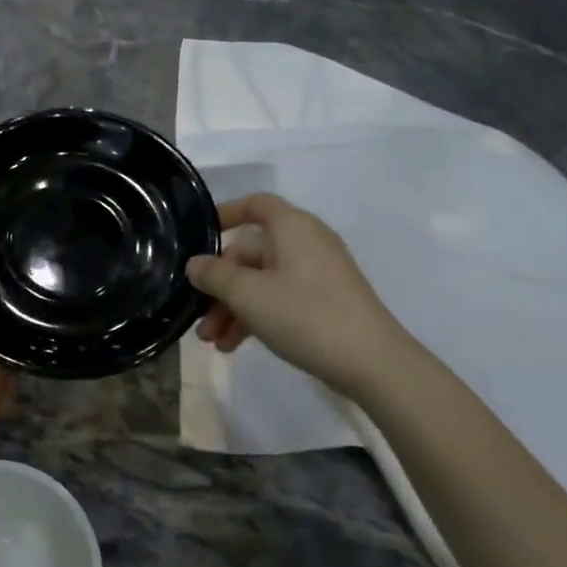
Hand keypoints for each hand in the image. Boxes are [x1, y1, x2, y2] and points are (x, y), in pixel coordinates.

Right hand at [187, 193, 401, 386]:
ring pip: (261, 281)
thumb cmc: (305, 314)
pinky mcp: (325, 302)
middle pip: (251, 253)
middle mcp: (306, 242)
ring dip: (232, 308)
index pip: (255, 204)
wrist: (372, 362)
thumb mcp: (248, 294)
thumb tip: (195, 264)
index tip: (197, 236)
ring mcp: (317, 274)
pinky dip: (255, 317)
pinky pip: (279, 299)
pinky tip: (234, 346)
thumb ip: (214, 275)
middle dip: (219, 285)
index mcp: (292, 227)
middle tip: (198, 315)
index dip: (225, 214)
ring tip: (212, 341)